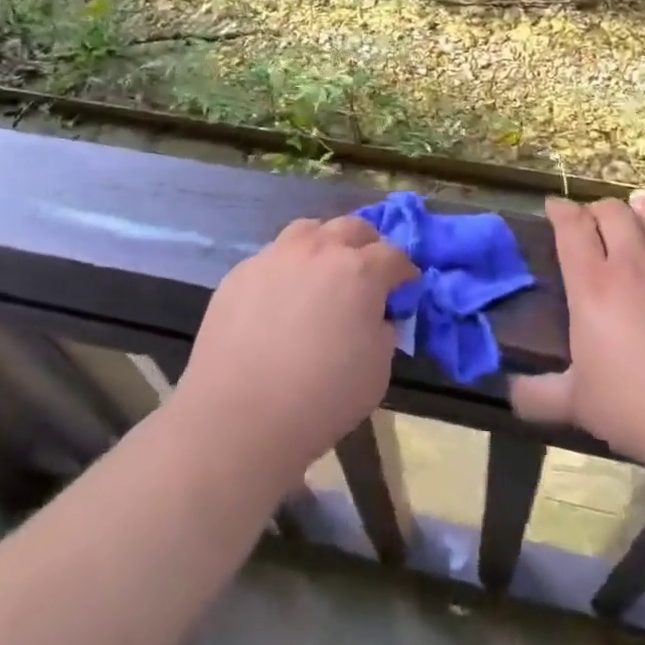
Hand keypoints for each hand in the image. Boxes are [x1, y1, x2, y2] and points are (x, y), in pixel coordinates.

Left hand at [175, 215, 416, 483]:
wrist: (239, 416)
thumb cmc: (321, 399)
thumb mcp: (377, 371)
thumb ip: (383, 332)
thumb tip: (376, 318)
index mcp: (359, 271)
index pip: (394, 255)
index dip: (404, 272)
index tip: (405, 287)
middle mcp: (318, 250)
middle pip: (352, 228)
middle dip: (367, 246)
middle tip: (367, 273)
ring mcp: (275, 256)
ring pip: (308, 230)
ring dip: (324, 245)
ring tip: (322, 272)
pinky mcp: (241, 272)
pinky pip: (273, 258)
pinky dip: (287, 269)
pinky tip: (281, 299)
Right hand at [510, 192, 644, 470]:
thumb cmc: (634, 408)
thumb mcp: (575, 403)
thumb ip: (536, 395)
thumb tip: (508, 393)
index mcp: (592, 286)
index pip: (572, 229)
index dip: (561, 210)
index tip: (553, 206)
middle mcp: (631, 266)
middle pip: (613, 214)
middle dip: (598, 208)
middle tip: (593, 217)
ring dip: (642, 209)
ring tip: (636, 201)